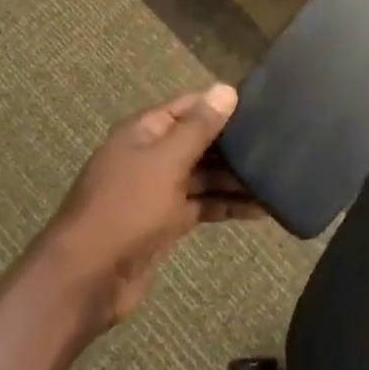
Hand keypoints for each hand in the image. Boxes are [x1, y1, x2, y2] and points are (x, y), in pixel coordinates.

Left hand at [48, 85, 260, 329]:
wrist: (85, 280)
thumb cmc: (125, 209)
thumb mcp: (166, 162)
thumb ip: (199, 127)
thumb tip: (227, 89)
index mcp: (145, 132)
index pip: (191, 106)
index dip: (224, 104)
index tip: (266, 104)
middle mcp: (152, 155)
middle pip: (201, 140)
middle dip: (237, 142)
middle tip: (283, 142)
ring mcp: (159, 190)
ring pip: (206, 174)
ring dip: (238, 177)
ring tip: (281, 177)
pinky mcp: (167, 222)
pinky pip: (204, 204)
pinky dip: (229, 204)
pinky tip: (262, 209)